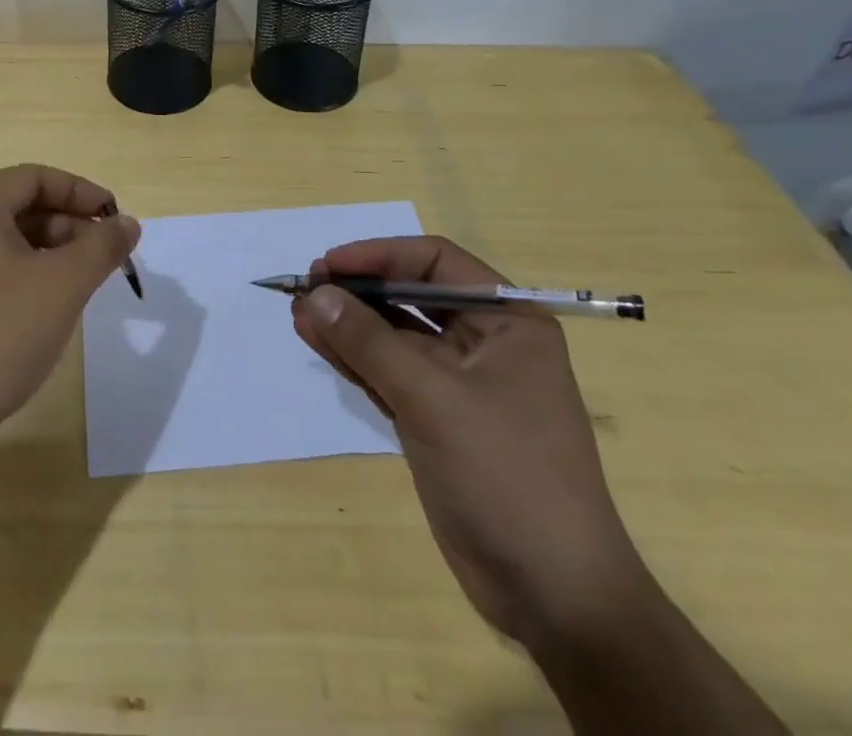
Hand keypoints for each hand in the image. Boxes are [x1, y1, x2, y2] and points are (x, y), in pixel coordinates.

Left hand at [0, 164, 139, 472]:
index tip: (117, 219)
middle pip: (19, 206)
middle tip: (106, 256)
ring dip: (49, 253)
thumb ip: (102, 247)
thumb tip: (128, 223)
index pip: (37, 177)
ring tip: (82, 284)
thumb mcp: (63, 286)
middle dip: (69, 226)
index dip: (83, 193)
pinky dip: (22, 276)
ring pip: (4, 241)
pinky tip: (44, 309)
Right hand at [291, 236, 653, 649]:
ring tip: (298, 311)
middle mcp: (486, 341)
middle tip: (305, 288)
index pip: (436, 262)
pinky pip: (389, 372)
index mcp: (508, 321)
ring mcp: (460, 382)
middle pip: (411, 295)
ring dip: (348, 323)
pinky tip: (317, 340)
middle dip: (358, 290)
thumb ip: (369, 342)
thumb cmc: (507, 476)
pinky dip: (354, 357)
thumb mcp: (433, 399)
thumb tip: (314, 294)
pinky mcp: (437, 418)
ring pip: (394, 335)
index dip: (380, 256)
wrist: (553, 596)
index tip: (329, 264)